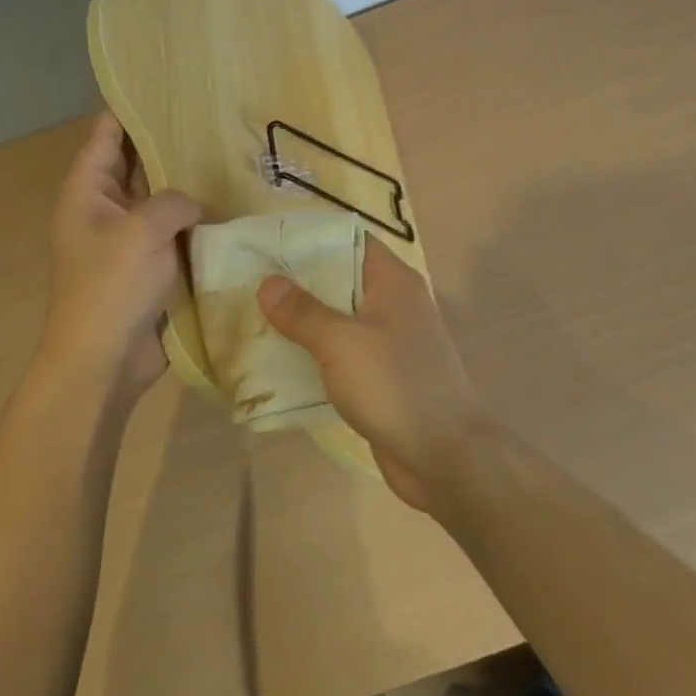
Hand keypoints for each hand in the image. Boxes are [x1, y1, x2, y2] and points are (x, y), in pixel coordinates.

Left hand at [39, 114, 201, 398]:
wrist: (105, 359)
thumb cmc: (112, 287)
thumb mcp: (142, 230)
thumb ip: (173, 201)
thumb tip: (193, 206)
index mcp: (87, 192)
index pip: (106, 134)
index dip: (130, 108)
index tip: (164, 84)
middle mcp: (105, 208)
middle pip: (136, 164)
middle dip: (168, 144)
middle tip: (212, 118)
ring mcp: (128, 238)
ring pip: (160, 199)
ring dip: (187, 185)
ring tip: (229, 156)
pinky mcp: (150, 265)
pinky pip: (174, 232)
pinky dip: (195, 221)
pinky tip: (229, 206)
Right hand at [258, 239, 491, 511]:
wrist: (444, 457)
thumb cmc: (394, 385)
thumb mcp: (341, 342)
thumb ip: (303, 311)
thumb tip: (268, 283)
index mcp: (393, 281)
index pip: (349, 240)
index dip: (311, 238)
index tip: (269, 242)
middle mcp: (394, 303)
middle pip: (341, 279)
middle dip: (298, 283)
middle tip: (251, 282)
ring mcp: (390, 342)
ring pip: (339, 319)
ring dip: (304, 321)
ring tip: (254, 317)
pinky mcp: (383, 376)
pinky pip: (343, 353)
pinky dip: (316, 353)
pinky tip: (280, 360)